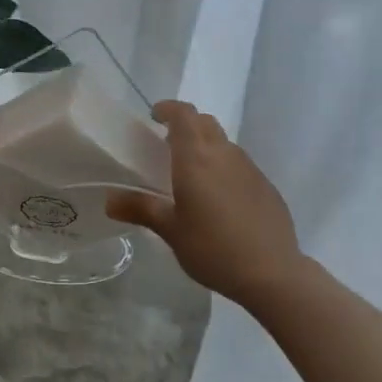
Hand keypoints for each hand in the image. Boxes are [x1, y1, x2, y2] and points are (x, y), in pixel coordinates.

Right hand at [106, 101, 307, 308]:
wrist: (271, 272)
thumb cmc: (213, 248)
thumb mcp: (171, 230)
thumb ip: (141, 209)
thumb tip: (109, 200)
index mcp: (197, 158)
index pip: (184, 115)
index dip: (169, 109)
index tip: (155, 116)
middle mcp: (225, 153)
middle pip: (205, 123)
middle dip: (186, 124)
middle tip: (168, 143)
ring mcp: (250, 167)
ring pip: (224, 143)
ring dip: (206, 146)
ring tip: (192, 173)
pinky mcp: (266, 185)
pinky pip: (240, 164)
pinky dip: (224, 167)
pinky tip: (220, 199)